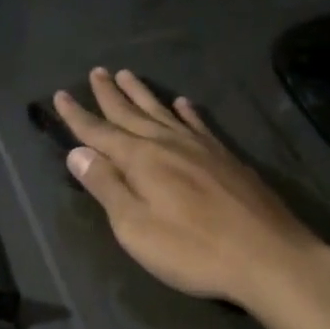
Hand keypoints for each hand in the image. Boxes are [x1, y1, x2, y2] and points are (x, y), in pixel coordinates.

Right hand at [53, 68, 329, 306]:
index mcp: (140, 159)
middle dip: (108, 93)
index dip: (77, 115)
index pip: (98, 132)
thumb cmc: (193, 249)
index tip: (60, 95)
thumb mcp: (136, 227)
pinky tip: (182, 103)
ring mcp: (199, 147)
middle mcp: (166, 143)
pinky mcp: (225, 157)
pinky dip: (185, 111)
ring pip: (161, 111)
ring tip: (126, 74)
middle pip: (129, 113)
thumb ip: (106, 187)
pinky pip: (198, 124)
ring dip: (141, 93)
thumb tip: (77, 153)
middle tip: (95, 72)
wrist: (269, 256)